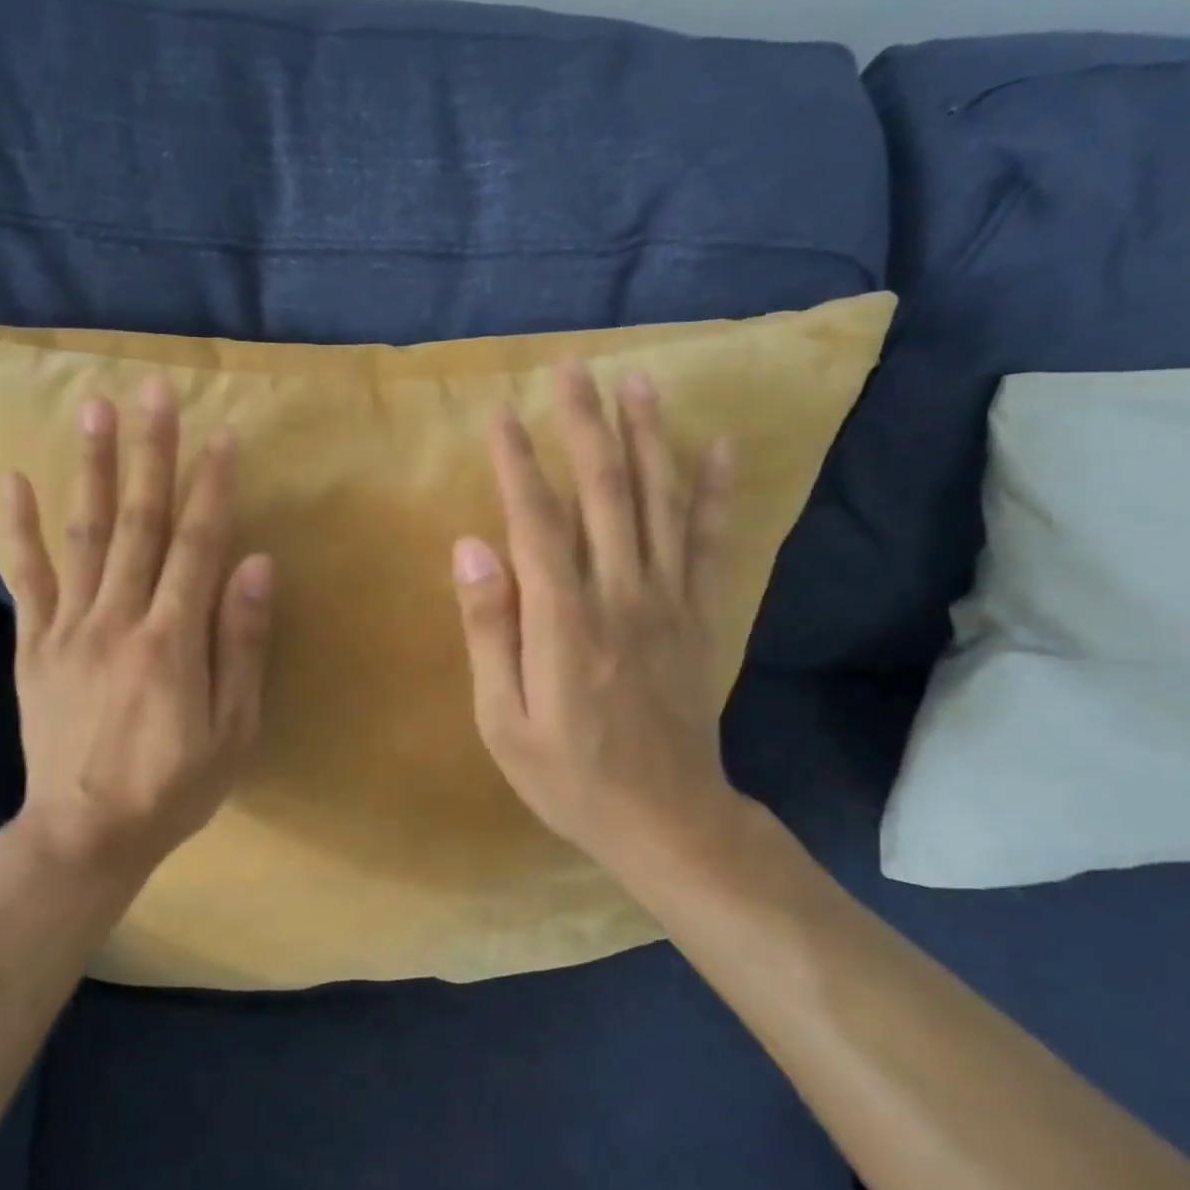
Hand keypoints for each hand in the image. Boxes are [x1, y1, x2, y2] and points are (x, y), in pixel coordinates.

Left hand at [0, 379, 274, 885]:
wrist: (83, 836)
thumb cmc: (174, 787)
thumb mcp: (233, 730)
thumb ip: (241, 644)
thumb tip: (256, 564)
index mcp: (172, 639)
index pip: (197, 544)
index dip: (212, 486)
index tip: (222, 434)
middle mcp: (118, 618)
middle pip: (140, 522)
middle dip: (150, 452)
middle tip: (152, 391)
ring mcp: (69, 628)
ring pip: (84, 535)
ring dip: (92, 469)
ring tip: (93, 409)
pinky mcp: (34, 645)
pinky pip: (25, 578)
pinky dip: (18, 529)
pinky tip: (15, 481)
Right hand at [451, 362, 752, 876]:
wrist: (668, 821)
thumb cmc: (569, 776)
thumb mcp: (502, 720)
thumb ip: (489, 630)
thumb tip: (470, 547)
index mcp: (563, 620)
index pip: (536, 520)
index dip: (517, 463)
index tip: (502, 414)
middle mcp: (620, 594)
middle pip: (604, 491)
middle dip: (586, 424)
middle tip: (575, 369)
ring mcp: (668, 601)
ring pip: (659, 502)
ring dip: (648, 437)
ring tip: (638, 382)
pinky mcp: (700, 615)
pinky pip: (710, 543)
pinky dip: (715, 493)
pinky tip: (719, 447)